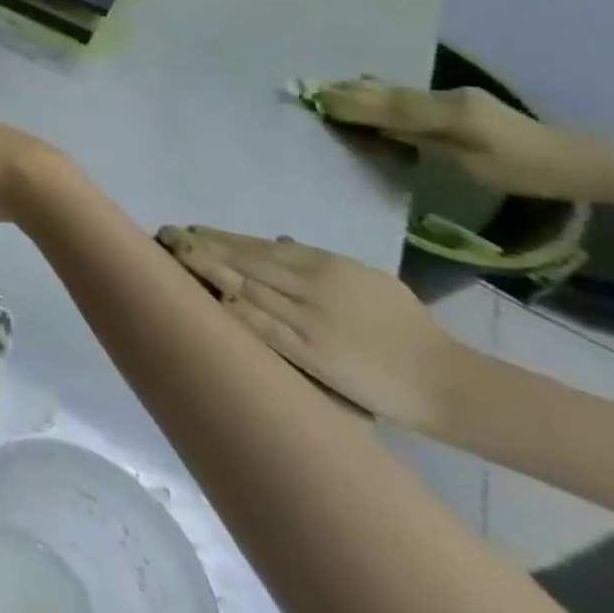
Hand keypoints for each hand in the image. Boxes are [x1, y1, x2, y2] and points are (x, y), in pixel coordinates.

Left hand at [158, 226, 477, 432]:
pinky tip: (202, 295)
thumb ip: (318, 260)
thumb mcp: (367, 280)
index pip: (257, 245)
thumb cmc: (409, 329)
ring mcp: (306, 318)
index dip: (219, 237)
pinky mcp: (307, 351)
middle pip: (242, 260)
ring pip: (243, 285)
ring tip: (171, 256)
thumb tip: (274, 241)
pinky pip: (259, 325)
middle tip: (164, 235)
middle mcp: (310, 284)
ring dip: (204, 269)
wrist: (448, 382)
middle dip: (200, 246)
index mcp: (325, 264)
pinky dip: (229, 307)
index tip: (188, 230)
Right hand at [316, 80, 591, 200]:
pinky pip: (407, 97)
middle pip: (387, 93)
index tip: (313, 98)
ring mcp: (453, 97)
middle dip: (348, 92)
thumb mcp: (467, 161)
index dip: (349, 101)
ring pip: (396, 92)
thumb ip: (417, 136)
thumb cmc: (520, 170)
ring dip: (361, 92)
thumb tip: (371, 122)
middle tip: (309, 91)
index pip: (387, 104)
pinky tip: (364, 98)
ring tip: (326, 92)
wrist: (577, 163)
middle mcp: (446, 96)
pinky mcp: (457, 103)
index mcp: (447, 111)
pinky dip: (381, 98)